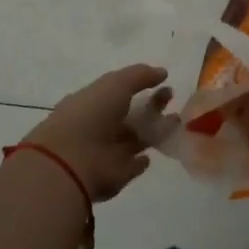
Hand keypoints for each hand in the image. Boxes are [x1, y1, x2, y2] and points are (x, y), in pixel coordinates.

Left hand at [23, 64, 170, 201]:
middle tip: (171, 97)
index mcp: (92, 103)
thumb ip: (140, 76)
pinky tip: (150, 155)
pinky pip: (132, 166)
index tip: (164, 82)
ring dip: (153, 131)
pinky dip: (140, 161)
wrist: (72, 160)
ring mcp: (106, 152)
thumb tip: (162, 72)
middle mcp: (98, 127)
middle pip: (130, 116)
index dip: (141, 87)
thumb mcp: (115, 84)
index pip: (119, 93)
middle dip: (151, 106)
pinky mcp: (115, 175)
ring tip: (175, 121)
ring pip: (134, 139)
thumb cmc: (91, 115)